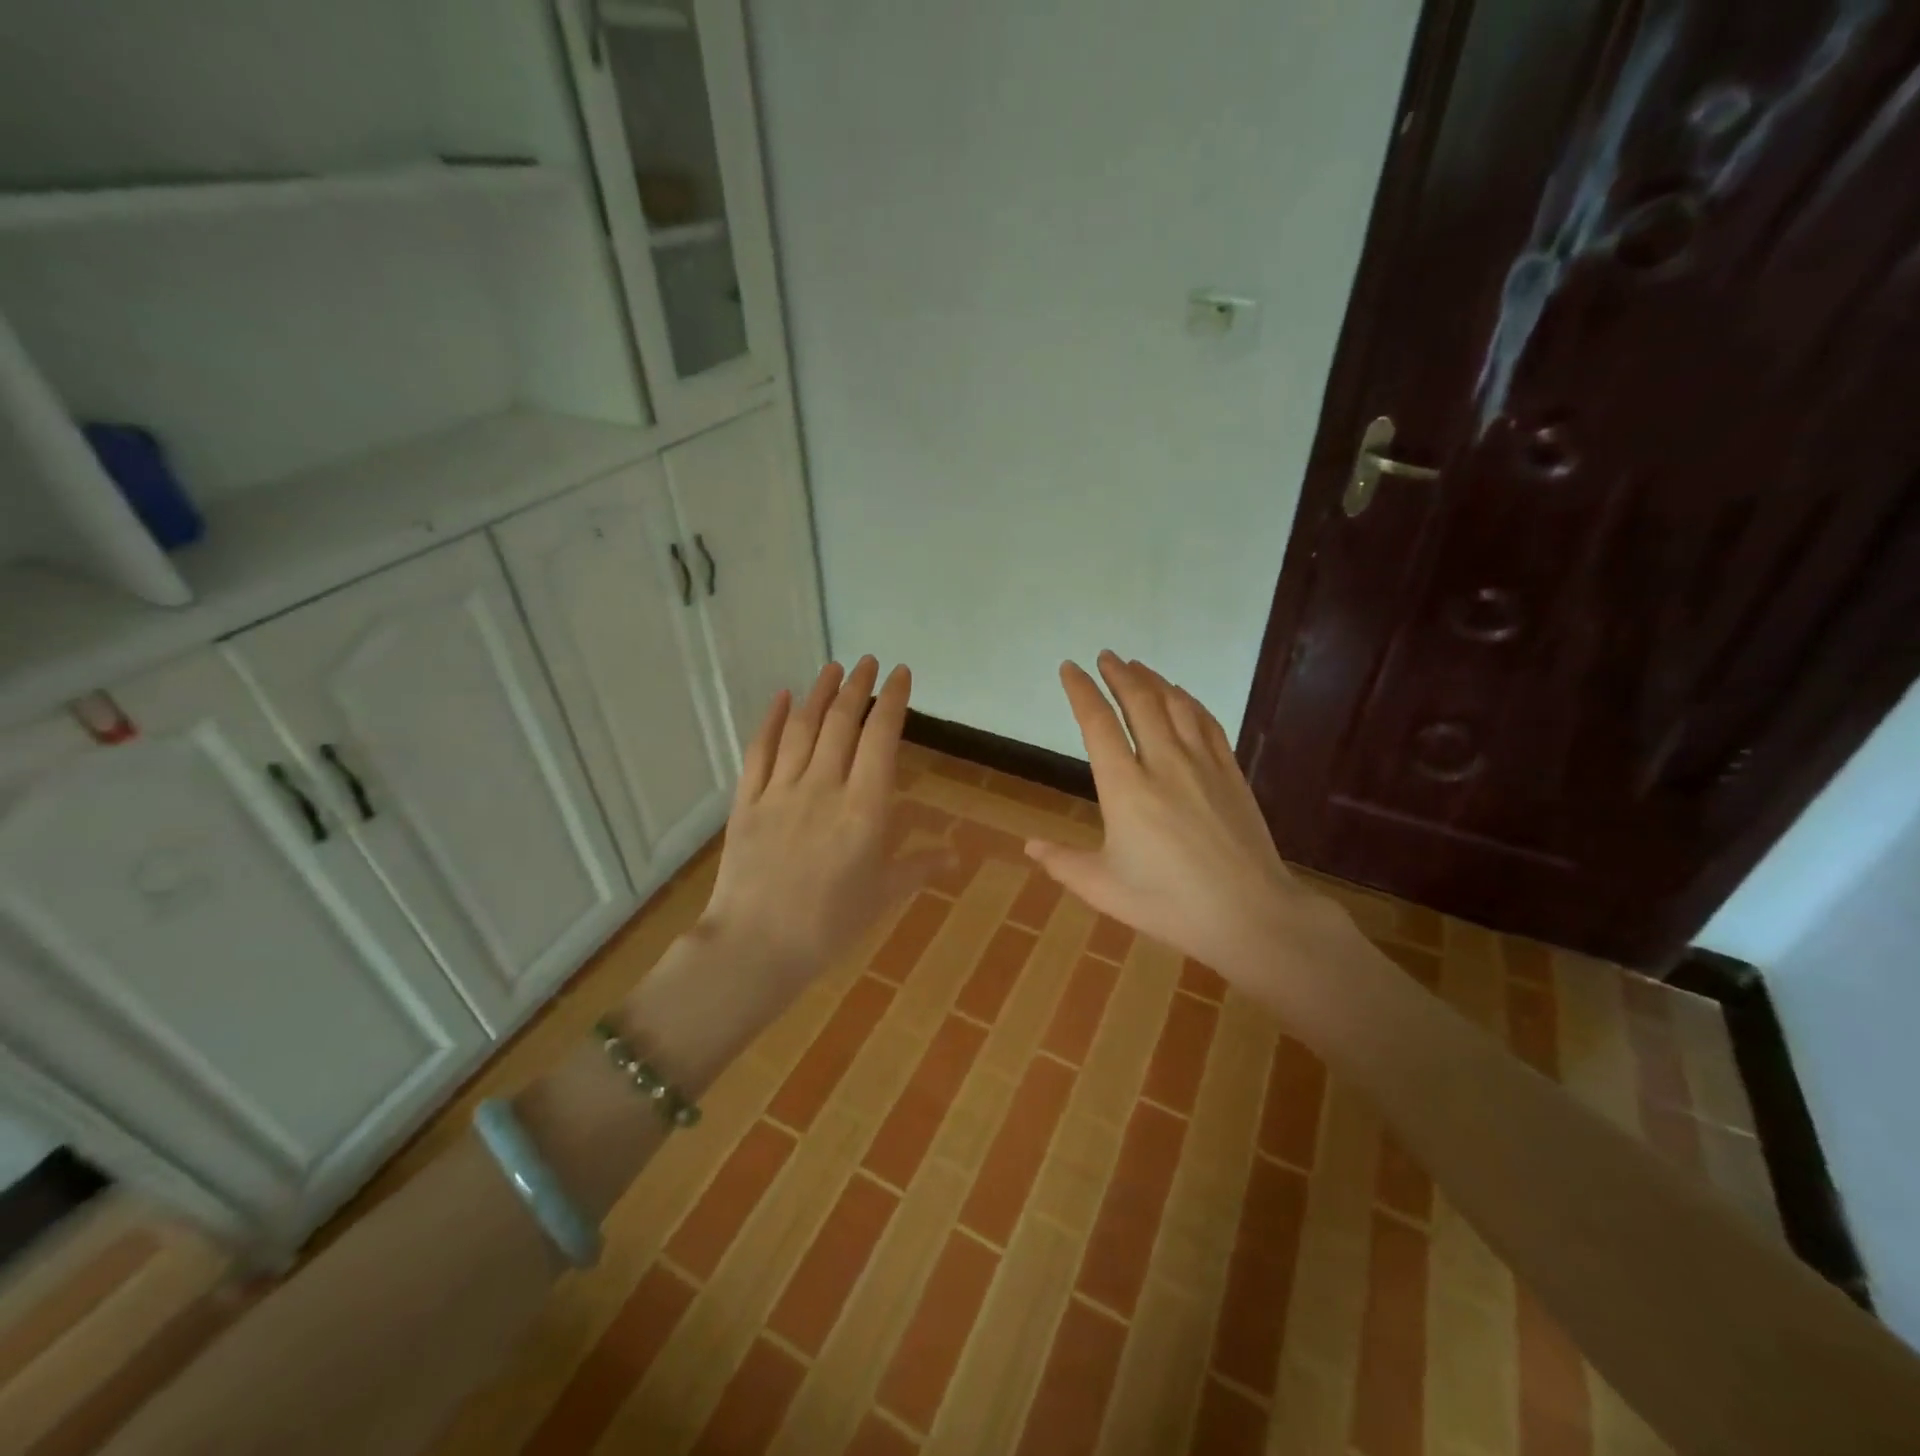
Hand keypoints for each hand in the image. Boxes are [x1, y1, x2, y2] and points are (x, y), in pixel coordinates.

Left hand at [699, 656, 948, 990]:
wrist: (756, 947)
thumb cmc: (829, 925)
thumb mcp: (883, 895)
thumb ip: (920, 866)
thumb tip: (957, 854)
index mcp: (864, 808)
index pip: (881, 739)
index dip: (893, 701)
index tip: (901, 675)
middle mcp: (824, 787)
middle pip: (842, 723)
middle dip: (857, 687)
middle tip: (867, 662)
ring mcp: (781, 791)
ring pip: (803, 729)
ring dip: (819, 693)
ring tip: (832, 668)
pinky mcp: (747, 802)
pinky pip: (759, 752)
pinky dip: (772, 720)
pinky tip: (782, 697)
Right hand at [1026, 651, 1342, 995]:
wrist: (1250, 914)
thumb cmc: (1169, 904)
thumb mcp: (1104, 889)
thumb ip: (1063, 863)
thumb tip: (1029, 844)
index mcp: (1125, 789)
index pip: (1097, 724)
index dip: (1081, 691)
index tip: (1069, 668)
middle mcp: (1163, 763)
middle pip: (1139, 702)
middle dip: (1118, 674)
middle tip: (1105, 657)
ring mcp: (1202, 764)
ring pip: (1175, 704)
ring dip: (1152, 680)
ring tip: (1136, 666)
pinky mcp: (1230, 772)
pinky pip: (1207, 722)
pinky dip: (1189, 700)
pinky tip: (1181, 695)